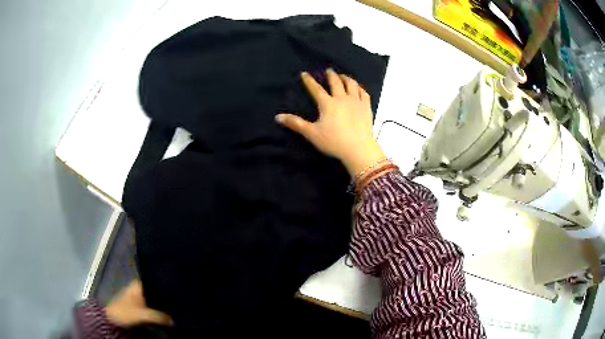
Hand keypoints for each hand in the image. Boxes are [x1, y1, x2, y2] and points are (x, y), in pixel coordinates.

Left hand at [105, 280, 172, 327]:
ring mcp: (139, 297)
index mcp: (138, 284)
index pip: (155, 281)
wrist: (111, 320)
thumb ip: (157, 316)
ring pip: (155, 300)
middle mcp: (139, 288)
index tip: (178, 293)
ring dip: (163, 306)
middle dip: (166, 299)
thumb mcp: (141, 314)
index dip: (166, 287)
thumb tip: (175, 321)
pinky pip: (152, 306)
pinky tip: (167, 315)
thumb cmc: (124, 312)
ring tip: (176, 309)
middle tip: (180, 304)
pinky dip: (159, 311)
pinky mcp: (139, 306)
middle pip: (156, 292)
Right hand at [276, 69, 384, 176]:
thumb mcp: (311, 133)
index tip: (304, 73)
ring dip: (346, 78)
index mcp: (327, 103)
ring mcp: (356, 102)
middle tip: (329, 70)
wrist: (358, 149)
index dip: (309, 81)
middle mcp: (342, 98)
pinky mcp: (366, 108)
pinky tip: (359, 88)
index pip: (315, 89)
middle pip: (336, 82)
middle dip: (331, 75)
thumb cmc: (334, 142)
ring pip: (352, 85)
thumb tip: (278, 117)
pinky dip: (360, 88)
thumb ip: (295, 124)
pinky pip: (364, 93)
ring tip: (343, 76)